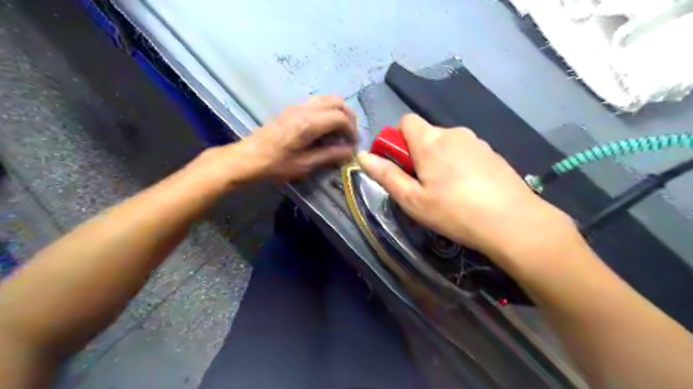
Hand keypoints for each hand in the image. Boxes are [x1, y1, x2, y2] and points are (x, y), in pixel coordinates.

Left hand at [204, 95, 356, 183]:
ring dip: (338, 112)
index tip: (353, 146)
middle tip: (349, 136)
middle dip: (349, 117)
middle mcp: (305, 109)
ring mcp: (297, 106)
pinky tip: (324, 129)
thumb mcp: (305, 165)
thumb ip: (330, 155)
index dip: (352, 131)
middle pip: (337, 102)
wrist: (247, 159)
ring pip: (327, 99)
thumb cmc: (275, 165)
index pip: (341, 117)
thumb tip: (349, 151)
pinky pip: (316, 103)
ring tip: (339, 132)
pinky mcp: (291, 109)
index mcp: (309, 123)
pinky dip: (327, 112)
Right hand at [358, 114, 580, 271]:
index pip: (406, 121)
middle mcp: (453, 133)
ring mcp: (477, 142)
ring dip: (440, 159)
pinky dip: (459, 164)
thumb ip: (386, 175)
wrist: (512, 222)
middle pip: (427, 134)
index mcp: (430, 141)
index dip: (398, 139)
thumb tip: (362, 155)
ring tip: (447, 190)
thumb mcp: (412, 199)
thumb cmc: (454, 211)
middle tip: (423, 185)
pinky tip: (468, 189)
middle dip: (418, 153)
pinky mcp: (493, 153)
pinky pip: (466, 152)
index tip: (401, 164)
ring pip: (447, 144)